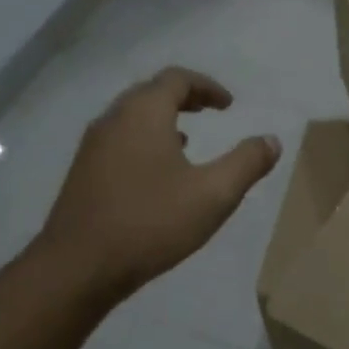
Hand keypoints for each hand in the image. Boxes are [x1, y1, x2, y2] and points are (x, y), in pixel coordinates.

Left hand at [38, 68, 280, 305]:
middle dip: (183, 97)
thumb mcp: (213, 195)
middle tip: (209, 112)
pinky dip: (143, 139)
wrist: (77, 268)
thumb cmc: (150, 223)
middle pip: (150, 92)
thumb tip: (271, 140)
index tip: (229, 106)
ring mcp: (92, 146)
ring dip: (161, 119)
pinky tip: (156, 172)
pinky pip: (118, 139)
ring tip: (187, 139)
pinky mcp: (82, 172)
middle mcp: (113, 119)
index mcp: (144, 114)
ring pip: (131, 116)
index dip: (207, 86)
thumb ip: (246, 163)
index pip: (177, 79)